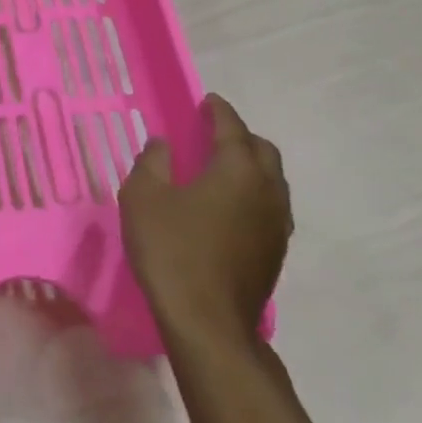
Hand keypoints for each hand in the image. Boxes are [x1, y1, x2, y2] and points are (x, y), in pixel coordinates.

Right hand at [118, 94, 290, 347]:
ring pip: (272, 181)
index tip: (206, 101)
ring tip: (219, 167)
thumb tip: (163, 144)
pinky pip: (269, 206)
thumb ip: (152, 162)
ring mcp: (277, 225)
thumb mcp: (143, 196)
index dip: (218, 111)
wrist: (207, 321)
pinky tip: (226, 205)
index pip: (232, 128)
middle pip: (263, 151)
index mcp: (238, 171)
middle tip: (211, 133)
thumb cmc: (171, 249)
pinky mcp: (275, 253)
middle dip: (240, 136)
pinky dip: (251, 193)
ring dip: (250, 166)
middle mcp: (268, 192)